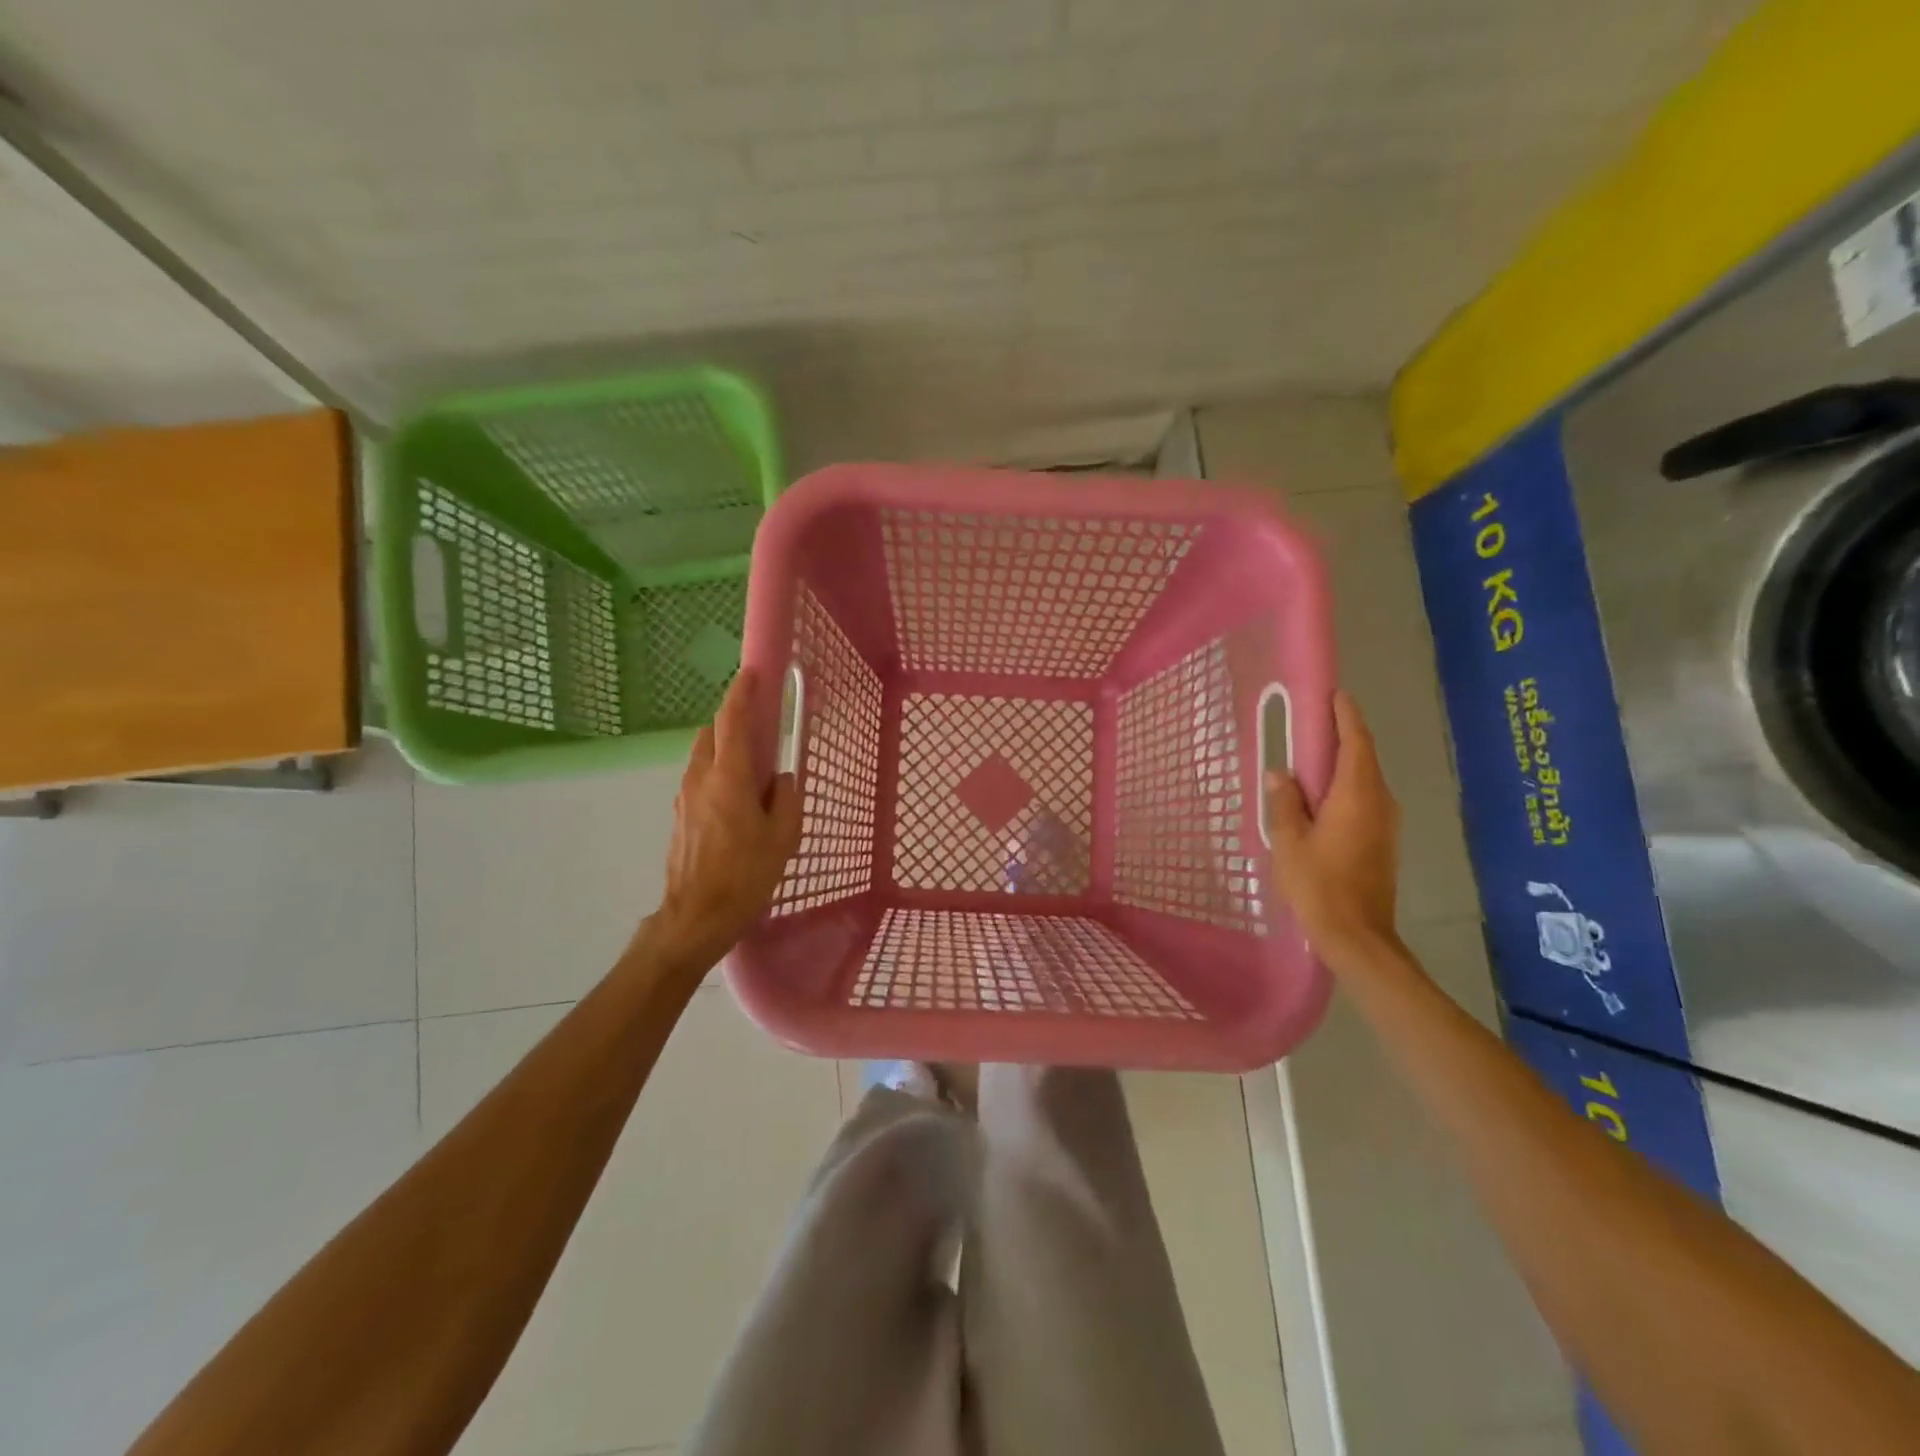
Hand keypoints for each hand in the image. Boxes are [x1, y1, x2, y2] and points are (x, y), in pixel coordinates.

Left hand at [646, 670, 802, 971]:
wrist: (696, 918)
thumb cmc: (745, 877)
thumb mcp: (783, 838)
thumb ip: (786, 799)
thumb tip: (781, 779)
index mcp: (728, 778)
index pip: (732, 721)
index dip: (742, 693)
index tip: (752, 673)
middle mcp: (700, 779)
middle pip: (711, 734)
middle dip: (732, 723)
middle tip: (760, 732)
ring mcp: (684, 798)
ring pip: (703, 758)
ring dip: (724, 752)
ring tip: (752, 775)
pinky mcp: (679, 818)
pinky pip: (700, 781)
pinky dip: (717, 776)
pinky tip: (737, 805)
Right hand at [1266, 691, 1402, 968]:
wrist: (1357, 936)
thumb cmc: (1319, 885)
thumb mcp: (1288, 841)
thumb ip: (1284, 803)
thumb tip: (1281, 773)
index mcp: (1357, 795)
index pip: (1356, 742)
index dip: (1346, 715)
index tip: (1334, 694)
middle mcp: (1379, 802)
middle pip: (1363, 757)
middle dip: (1342, 735)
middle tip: (1312, 720)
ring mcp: (1385, 823)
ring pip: (1365, 779)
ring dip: (1342, 762)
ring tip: (1311, 754)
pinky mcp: (1382, 841)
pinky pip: (1364, 799)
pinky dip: (1344, 786)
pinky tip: (1320, 795)